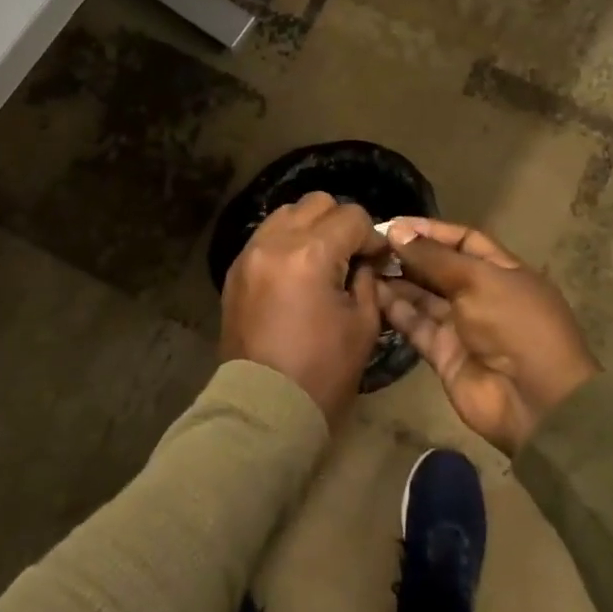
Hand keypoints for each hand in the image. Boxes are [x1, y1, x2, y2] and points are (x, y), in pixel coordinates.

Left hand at [220, 192, 387, 421]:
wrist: (264, 408)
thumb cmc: (322, 372)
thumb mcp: (363, 324)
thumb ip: (367, 280)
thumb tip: (365, 259)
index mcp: (310, 255)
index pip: (351, 216)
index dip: (371, 236)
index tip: (376, 261)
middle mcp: (275, 242)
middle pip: (316, 203)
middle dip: (340, 223)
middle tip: (349, 255)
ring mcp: (249, 253)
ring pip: (286, 213)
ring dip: (310, 228)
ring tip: (320, 261)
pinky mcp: (235, 270)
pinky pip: (265, 236)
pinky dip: (285, 242)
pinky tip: (296, 272)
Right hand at [380, 217, 598, 453]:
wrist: (533, 400)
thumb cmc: (514, 325)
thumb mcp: (477, 280)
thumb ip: (434, 257)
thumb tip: (397, 231)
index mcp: (502, 271)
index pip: (463, 241)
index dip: (431, 231)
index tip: (394, 223)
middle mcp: (481, 295)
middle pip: (439, 269)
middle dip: (408, 255)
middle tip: (371, 244)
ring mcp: (461, 326)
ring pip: (423, 297)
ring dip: (397, 281)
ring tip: (363, 265)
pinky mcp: (443, 353)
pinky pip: (415, 325)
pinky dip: (395, 310)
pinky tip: (371, 294)